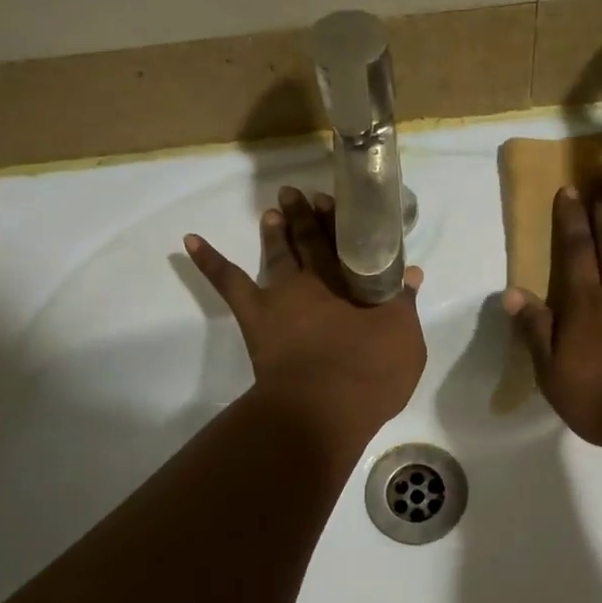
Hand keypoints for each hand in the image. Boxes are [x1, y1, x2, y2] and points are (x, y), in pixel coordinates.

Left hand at [186, 186, 425, 440]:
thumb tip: (411, 274)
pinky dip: (209, 261)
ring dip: (276, 231)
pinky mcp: (255, 315)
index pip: (351, 245)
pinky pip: (229, 283)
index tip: (339, 203)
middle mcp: (319, 280)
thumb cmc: (370, 376)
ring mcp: (283, 295)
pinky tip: (190, 240)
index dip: (344, 223)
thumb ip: (405, 305)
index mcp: (357, 284)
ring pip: (278, 253)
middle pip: (314, 242)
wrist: (323, 407)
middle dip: (309, 218)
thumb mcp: (405, 341)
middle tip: (301, 195)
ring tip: (273, 211)